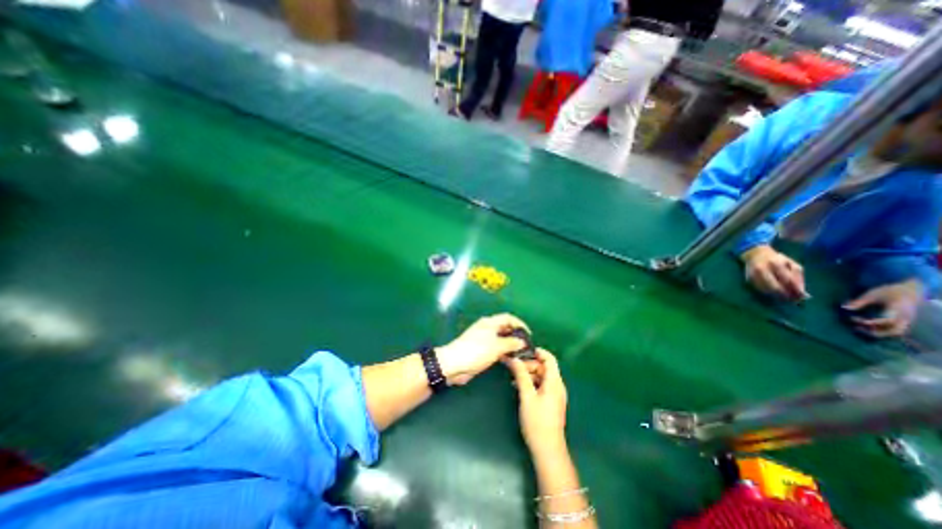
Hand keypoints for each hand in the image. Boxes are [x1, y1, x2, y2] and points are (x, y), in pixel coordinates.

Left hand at [437, 313, 528, 384]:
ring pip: (501, 339)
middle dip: (516, 335)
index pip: (508, 318)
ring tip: (520, 353)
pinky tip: (509, 359)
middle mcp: (487, 328)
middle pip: (505, 328)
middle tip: (526, 345)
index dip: (519, 324)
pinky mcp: (481, 350)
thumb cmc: (476, 351)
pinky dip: (503, 352)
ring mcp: (483, 339)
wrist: (454, 364)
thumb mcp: (496, 346)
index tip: (528, 334)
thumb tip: (522, 341)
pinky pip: (496, 348)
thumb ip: (511, 343)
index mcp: (490, 322)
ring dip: (510, 344)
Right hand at [509, 349, 565, 455]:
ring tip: (512, 377)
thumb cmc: (537, 422)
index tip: (521, 350)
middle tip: (512, 366)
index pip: (549, 359)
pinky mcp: (550, 402)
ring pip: (541, 376)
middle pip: (543, 367)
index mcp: (554, 382)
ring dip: (527, 374)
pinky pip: (540, 385)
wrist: (547, 450)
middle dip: (528, 364)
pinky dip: (530, 382)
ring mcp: (554, 394)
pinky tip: (518, 386)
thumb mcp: (527, 396)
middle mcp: (557, 386)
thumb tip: (514, 359)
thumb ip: (521, 375)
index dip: (537, 352)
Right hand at [743, 244, 808, 300]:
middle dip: (785, 295)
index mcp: (776, 264)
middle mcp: (762, 269)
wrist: (755, 254)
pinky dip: (768, 293)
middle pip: (774, 287)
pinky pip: (759, 289)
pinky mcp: (748, 278)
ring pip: (766, 290)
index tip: (802, 298)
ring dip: (776, 296)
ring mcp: (753, 274)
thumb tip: (801, 292)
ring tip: (785, 299)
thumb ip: (797, 277)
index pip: (787, 280)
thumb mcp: (791, 264)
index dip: (795, 290)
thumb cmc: (777, 259)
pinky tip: (774, 294)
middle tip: (792, 301)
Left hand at [843, 279, 924, 336]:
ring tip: (858, 328)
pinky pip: (895, 330)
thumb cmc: (888, 291)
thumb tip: (844, 308)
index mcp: (899, 308)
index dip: (873, 322)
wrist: (910, 290)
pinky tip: (865, 326)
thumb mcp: (872, 294)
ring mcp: (907, 320)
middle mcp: (906, 317)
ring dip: (879, 332)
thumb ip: (859, 302)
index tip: (856, 320)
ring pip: (897, 332)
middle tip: (857, 327)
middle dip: (877, 332)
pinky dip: (881, 330)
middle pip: (896, 331)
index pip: (889, 320)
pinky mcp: (905, 321)